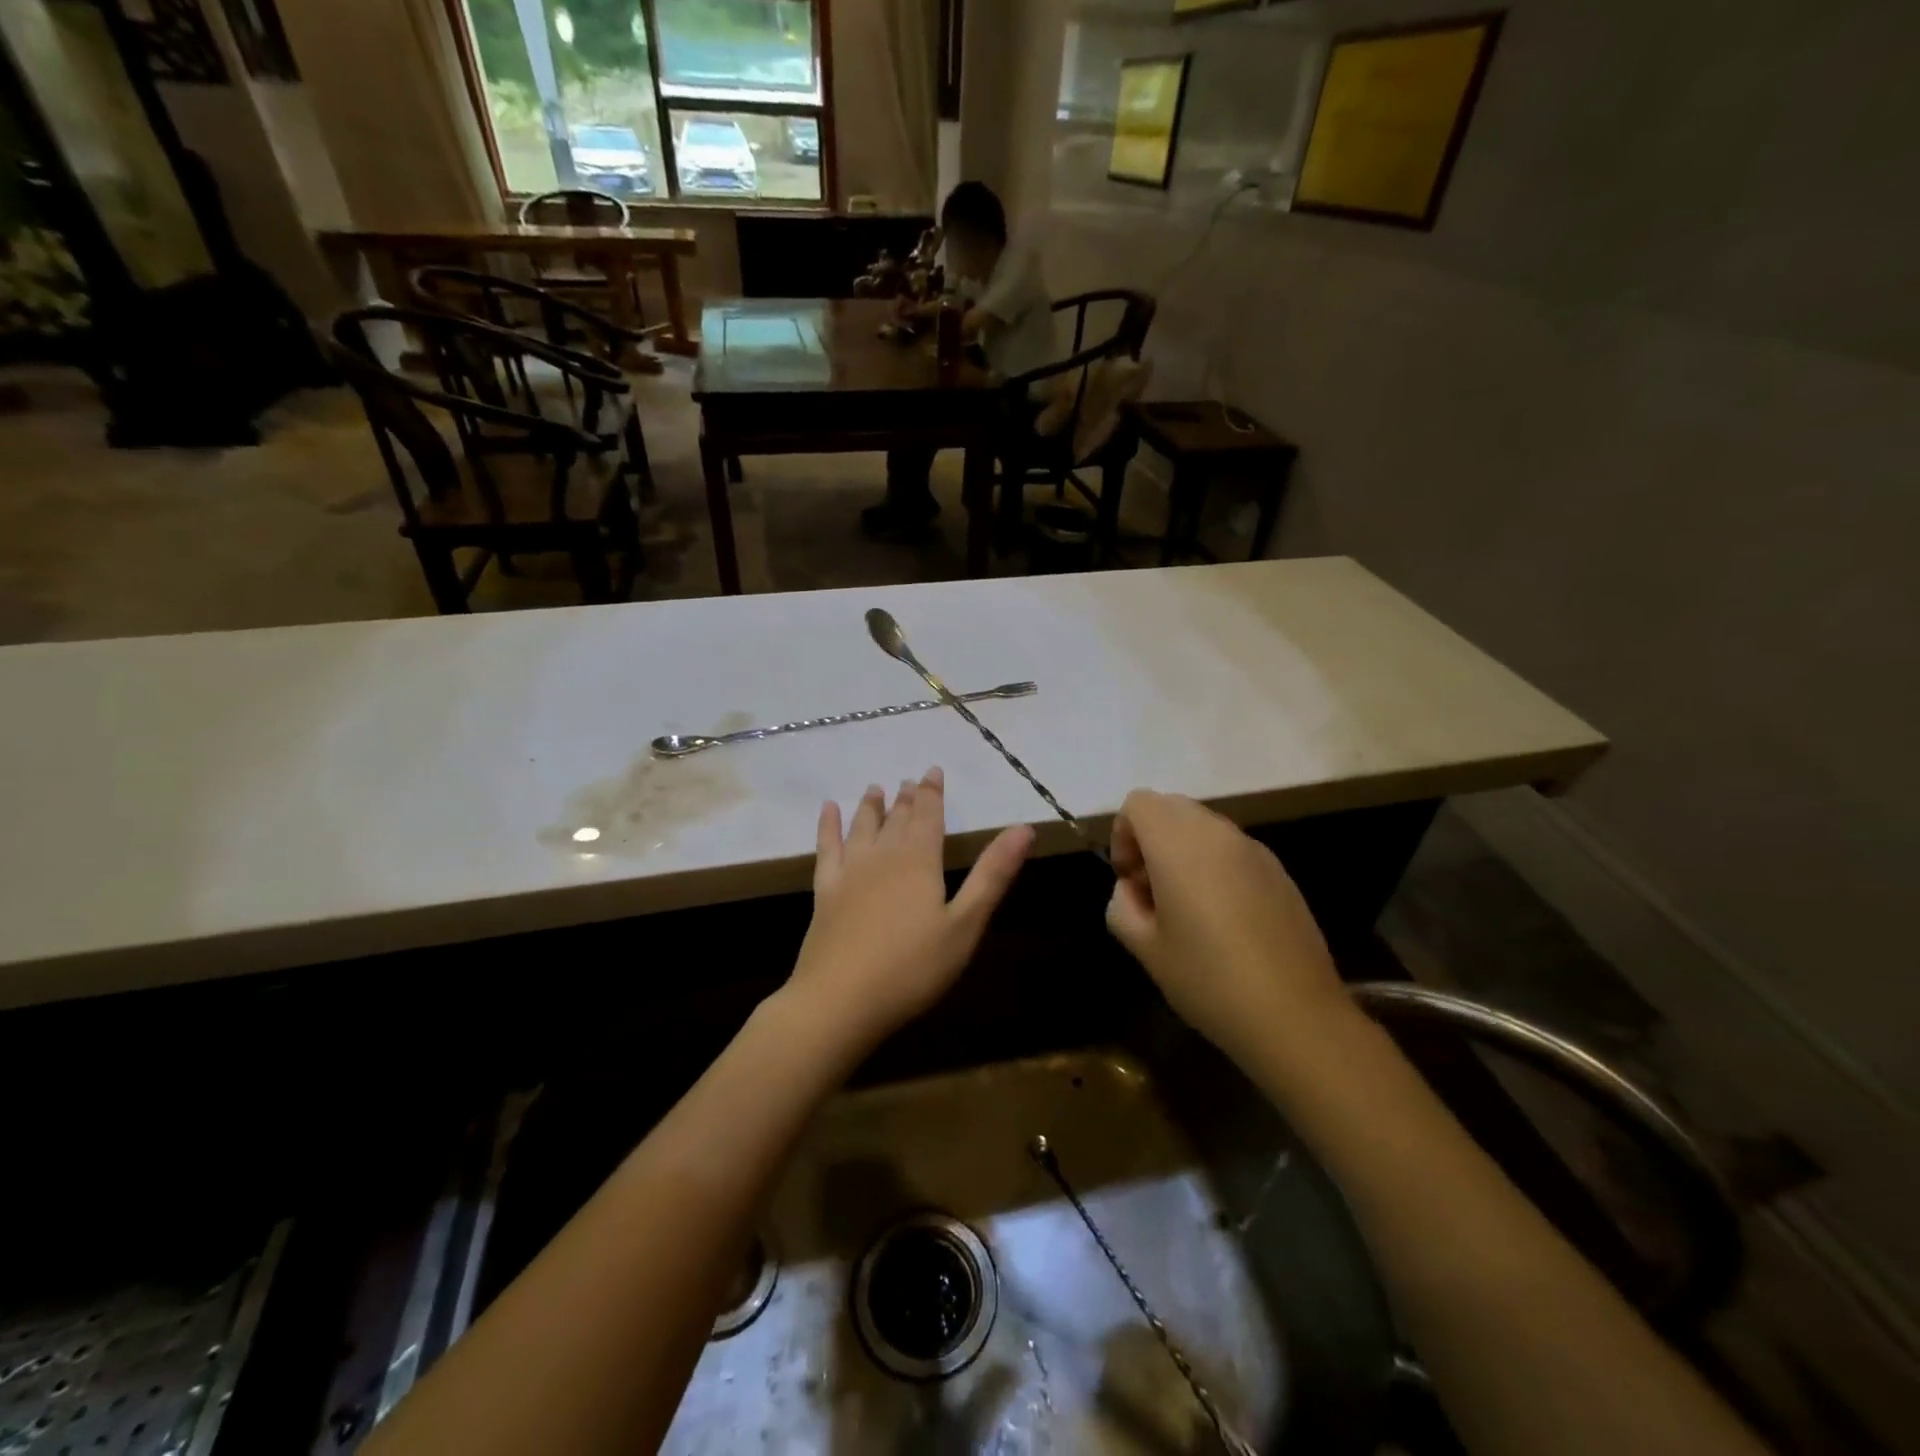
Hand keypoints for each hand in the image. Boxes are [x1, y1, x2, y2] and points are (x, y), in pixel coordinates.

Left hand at [788, 769, 1032, 1052]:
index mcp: (919, 861)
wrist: (840, 1000)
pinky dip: (828, 826)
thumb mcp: (965, 924)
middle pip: (897, 818)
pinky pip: (827, 847)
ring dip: (871, 806)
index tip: (932, 771)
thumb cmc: (912, 968)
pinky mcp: (825, 891)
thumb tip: (1024, 828)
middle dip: (906, 797)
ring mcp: (850, 872)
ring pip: (863, 827)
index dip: (932, 792)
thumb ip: (992, 874)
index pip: (929, 815)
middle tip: (909, 780)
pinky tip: (828, 810)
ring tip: (875, 788)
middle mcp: (883, 856)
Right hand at [1106, 790, 1349, 1069]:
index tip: (1129, 880)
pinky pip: (1233, 849)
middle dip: (1151, 838)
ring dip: (1184, 851)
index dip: (1123, 835)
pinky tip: (1224, 919)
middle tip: (1152, 891)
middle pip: (1171, 807)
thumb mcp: (1145, 949)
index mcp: (1178, 844)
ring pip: (1204, 826)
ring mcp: (1254, 850)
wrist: (1295, 1015)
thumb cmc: (1208, 979)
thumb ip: (1122, 906)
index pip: (1138, 803)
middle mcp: (1217, 833)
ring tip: (1188, 908)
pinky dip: (1215, 865)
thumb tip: (1132, 890)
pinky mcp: (1279, 871)